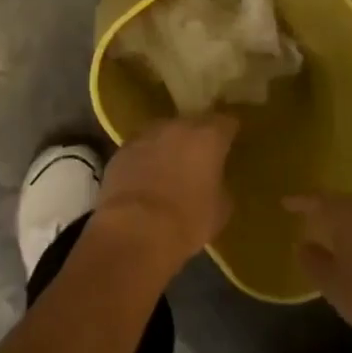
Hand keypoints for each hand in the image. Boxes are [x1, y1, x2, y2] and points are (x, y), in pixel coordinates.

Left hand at [92, 115, 237, 272]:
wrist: (134, 231)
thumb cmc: (187, 221)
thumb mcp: (220, 208)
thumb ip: (220, 184)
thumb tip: (213, 180)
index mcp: (207, 137)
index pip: (226, 121)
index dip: (229, 131)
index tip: (231, 141)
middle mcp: (176, 127)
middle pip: (192, 124)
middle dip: (197, 138)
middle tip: (200, 158)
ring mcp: (145, 135)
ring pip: (162, 133)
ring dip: (168, 146)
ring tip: (170, 167)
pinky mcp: (120, 151)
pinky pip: (140, 149)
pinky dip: (145, 159)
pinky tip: (145, 178)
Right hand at [286, 193, 351, 347]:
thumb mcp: (332, 283)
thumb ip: (313, 261)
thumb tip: (303, 244)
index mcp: (349, 216)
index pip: (319, 201)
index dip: (301, 202)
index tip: (286, 203)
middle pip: (345, 203)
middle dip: (327, 208)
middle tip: (311, 215)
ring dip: (350, 221)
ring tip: (336, 232)